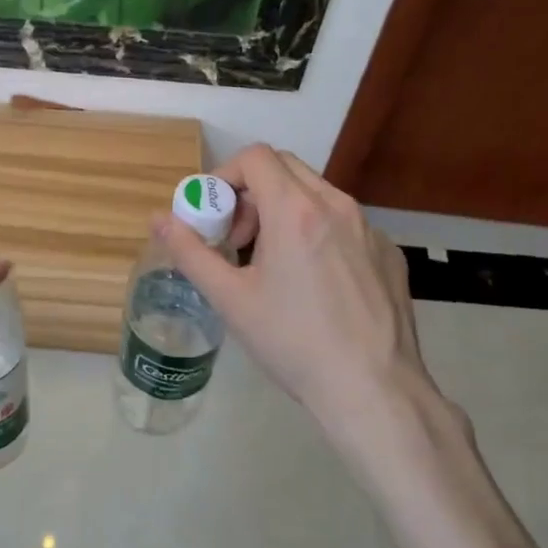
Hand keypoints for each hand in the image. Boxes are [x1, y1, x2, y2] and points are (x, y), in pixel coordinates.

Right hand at [153, 145, 447, 444]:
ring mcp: (369, 229)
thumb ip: (190, 252)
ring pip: (317, 194)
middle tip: (239, 239)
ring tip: (274, 263)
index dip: (225, 176)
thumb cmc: (293, 342)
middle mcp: (337, 206)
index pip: (255, 157)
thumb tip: (159, 219)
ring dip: (284, 211)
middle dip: (253, 192)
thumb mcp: (230, 299)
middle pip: (286, 167)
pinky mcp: (389, 253)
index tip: (215, 216)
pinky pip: (345, 224)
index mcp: (295, 211)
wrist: (373, 391)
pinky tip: (316, 285)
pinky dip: (318, 234)